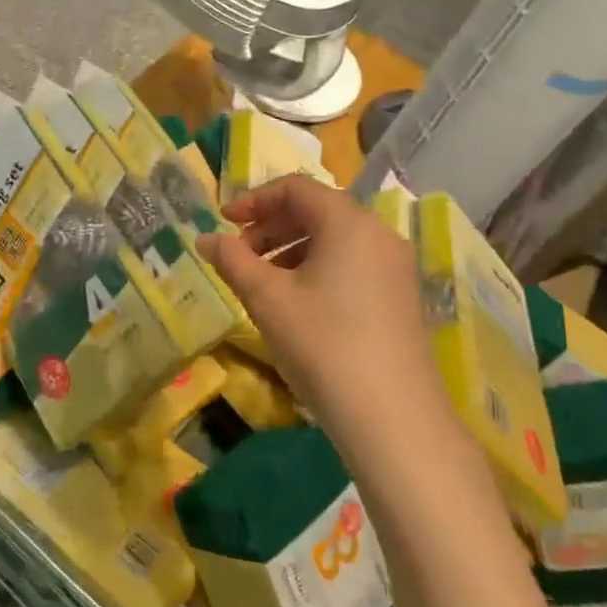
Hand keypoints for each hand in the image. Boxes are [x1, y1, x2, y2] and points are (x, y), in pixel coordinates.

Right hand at [198, 176, 442, 437]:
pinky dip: (317, 268)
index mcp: (348, 222)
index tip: (223, 222)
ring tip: (262, 282)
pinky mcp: (400, 297)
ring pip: (334, 239)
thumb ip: (232, 260)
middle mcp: (378, 234)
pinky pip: (351, 263)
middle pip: (316, 210)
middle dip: (270, 226)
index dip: (253, 199)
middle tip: (238, 255)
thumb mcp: (267, 298)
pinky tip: (297, 303)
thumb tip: (206, 238)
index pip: (295, 188)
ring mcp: (395, 267)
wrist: (392, 418)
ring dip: (290, 249)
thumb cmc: (322, 344)